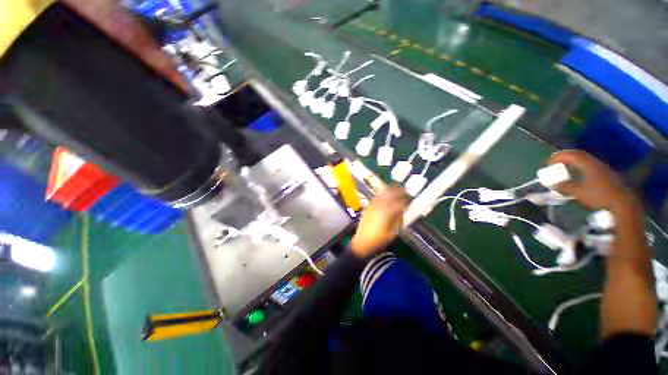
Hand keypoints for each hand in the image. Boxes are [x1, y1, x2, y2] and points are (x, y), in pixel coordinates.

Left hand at [350, 186, 408, 257]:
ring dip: (390, 190)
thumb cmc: (379, 239)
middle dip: (398, 191)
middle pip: (390, 195)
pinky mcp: (367, 206)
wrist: (362, 241)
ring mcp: (372, 205)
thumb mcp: (393, 232)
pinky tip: (386, 193)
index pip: (398, 203)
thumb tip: (402, 210)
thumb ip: (398, 219)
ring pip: (382, 194)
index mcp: (386, 213)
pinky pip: (376, 197)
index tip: (410, 198)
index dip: (405, 200)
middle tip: (405, 190)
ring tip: (397, 188)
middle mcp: (379, 206)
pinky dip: (382, 193)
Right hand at [547, 150, 639, 214]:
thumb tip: (554, 185)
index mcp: (589, 165)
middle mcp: (596, 163)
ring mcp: (603, 169)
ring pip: (585, 161)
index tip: (548, 162)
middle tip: (554, 163)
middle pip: (579, 156)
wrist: (622, 204)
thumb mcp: (579, 193)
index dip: (559, 157)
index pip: (572, 155)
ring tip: (564, 169)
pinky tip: (577, 176)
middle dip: (565, 158)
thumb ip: (565, 187)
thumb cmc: (599, 196)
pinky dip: (580, 168)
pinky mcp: (606, 175)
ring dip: (573, 163)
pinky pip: (590, 167)